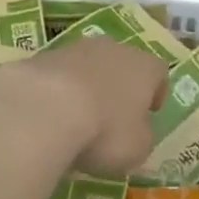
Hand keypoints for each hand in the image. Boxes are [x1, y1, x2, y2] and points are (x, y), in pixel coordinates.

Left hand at [0, 36, 167, 177]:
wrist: (43, 109)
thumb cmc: (105, 130)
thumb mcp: (137, 149)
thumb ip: (142, 137)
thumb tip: (137, 133)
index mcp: (144, 67)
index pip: (159, 73)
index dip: (156, 93)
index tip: (149, 113)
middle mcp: (113, 49)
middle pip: (121, 64)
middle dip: (118, 86)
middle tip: (112, 115)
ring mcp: (73, 49)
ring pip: (87, 66)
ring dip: (85, 87)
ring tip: (75, 119)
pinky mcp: (40, 57)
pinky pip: (56, 76)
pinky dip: (55, 93)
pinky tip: (48, 117)